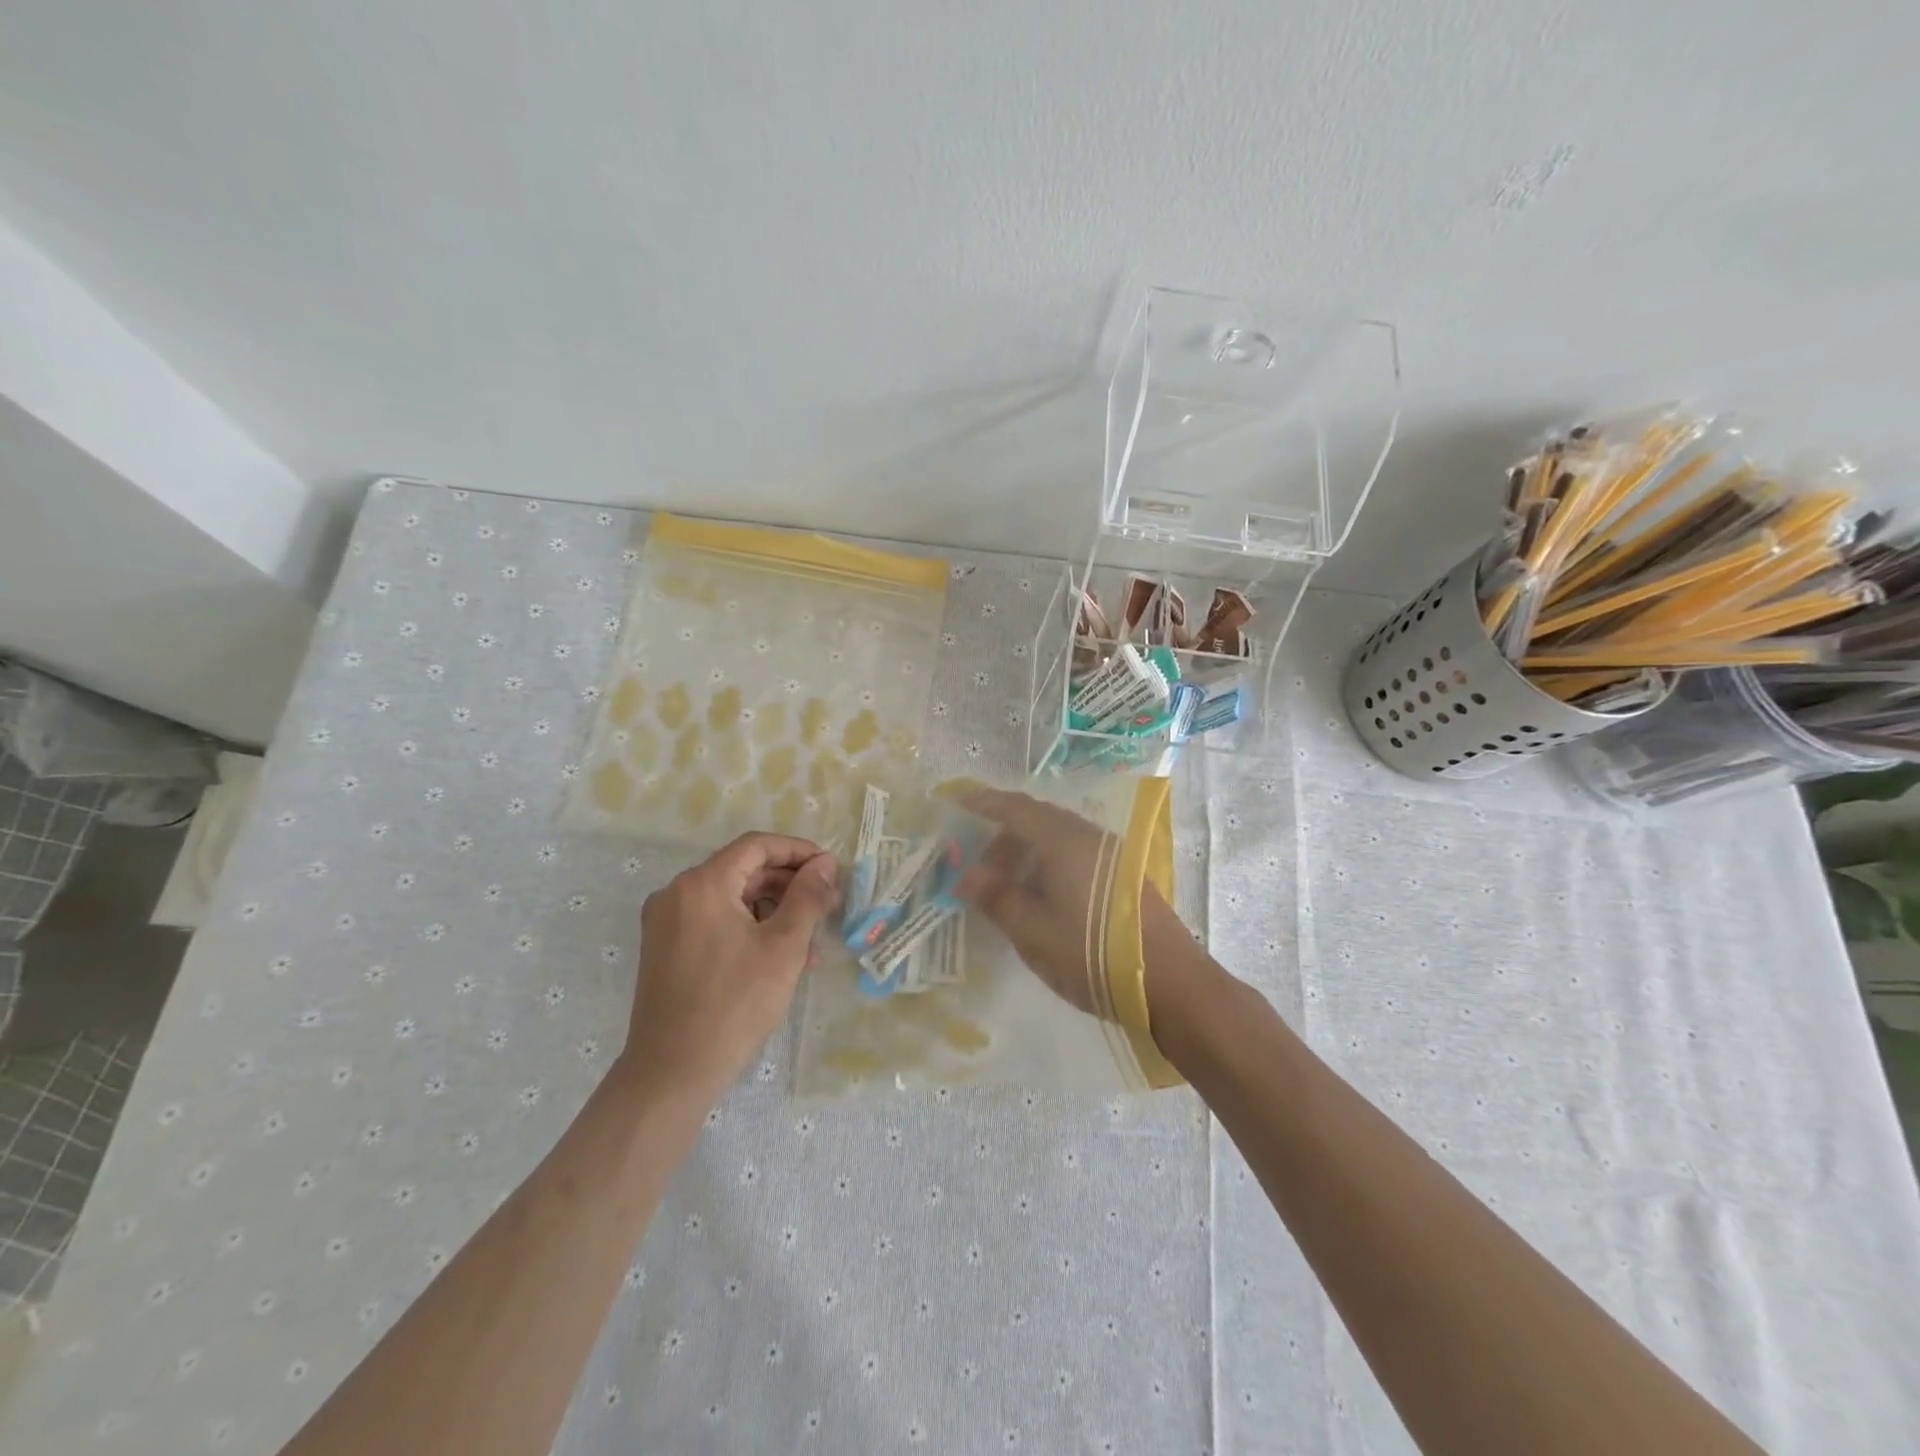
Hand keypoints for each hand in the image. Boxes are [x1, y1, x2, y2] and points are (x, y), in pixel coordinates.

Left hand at [618, 833, 837, 1104]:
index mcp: (702, 884)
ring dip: (773, 908)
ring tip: (810, 937)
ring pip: (731, 898)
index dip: (798, 851)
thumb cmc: (735, 1003)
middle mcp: (677, 894)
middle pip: (743, 870)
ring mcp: (667, 923)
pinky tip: (779, 955)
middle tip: (827, 903)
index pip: (757, 846)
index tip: (830, 869)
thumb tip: (825, 863)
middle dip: (788, 883)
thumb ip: (807, 897)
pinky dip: (749, 927)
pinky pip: (715, 921)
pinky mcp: (665, 949)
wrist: (672, 1072)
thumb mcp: (783, 946)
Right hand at [957, 787, 1182, 1016]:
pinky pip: (1075, 854)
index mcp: (1064, 841)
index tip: (958, 801)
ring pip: (1058, 839)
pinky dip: (1048, 864)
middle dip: (1003, 838)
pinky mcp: (1124, 875)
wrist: (1172, 984)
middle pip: (1038, 821)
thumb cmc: (1094, 955)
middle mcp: (1090, 837)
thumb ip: (999, 899)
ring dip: (1027, 854)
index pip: (1017, 809)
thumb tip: (970, 878)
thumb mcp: (1035, 933)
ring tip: (1006, 888)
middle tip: (979, 871)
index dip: (985, 803)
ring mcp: (1112, 855)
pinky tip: (1041, 896)